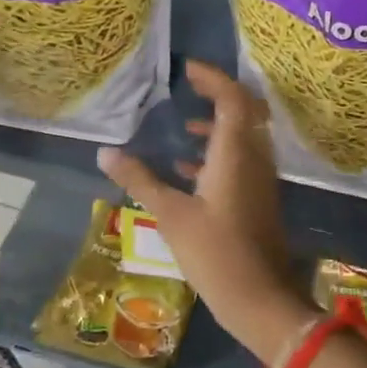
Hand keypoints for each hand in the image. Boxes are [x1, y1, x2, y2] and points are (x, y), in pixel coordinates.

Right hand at [97, 61, 313, 361]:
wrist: (261, 298)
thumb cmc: (215, 253)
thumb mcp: (171, 215)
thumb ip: (140, 180)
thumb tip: (105, 153)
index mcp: (236, 153)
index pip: (233, 98)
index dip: (213, 78)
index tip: (187, 69)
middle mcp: (254, 158)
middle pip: (245, 111)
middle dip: (219, 95)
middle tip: (190, 88)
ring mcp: (261, 179)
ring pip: (245, 137)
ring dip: (219, 127)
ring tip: (185, 127)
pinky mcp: (259, 199)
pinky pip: (242, 161)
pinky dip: (219, 154)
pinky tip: (189, 169)